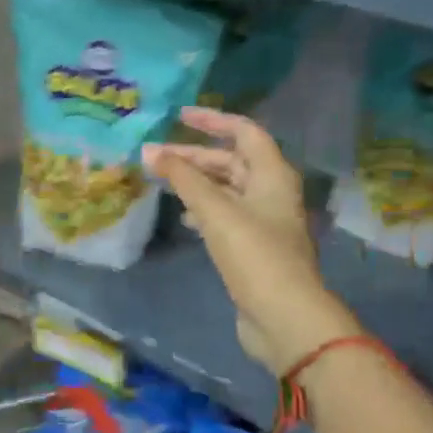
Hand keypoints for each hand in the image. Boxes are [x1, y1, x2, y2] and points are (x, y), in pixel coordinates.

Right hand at [144, 107, 358, 374]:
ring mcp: (264, 222)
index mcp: (273, 175)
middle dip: (195, 156)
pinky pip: (226, 216)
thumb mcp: (216, 211)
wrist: (283, 316)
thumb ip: (183, 179)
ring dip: (197, 183)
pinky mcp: (253, 248)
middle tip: (157, 156)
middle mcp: (272, 192)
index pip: (244, 132)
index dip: (213, 121)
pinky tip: (185, 218)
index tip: (179, 116)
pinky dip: (204, 210)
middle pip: (232, 162)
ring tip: (164, 183)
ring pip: (226, 190)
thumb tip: (150, 151)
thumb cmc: (254, 254)